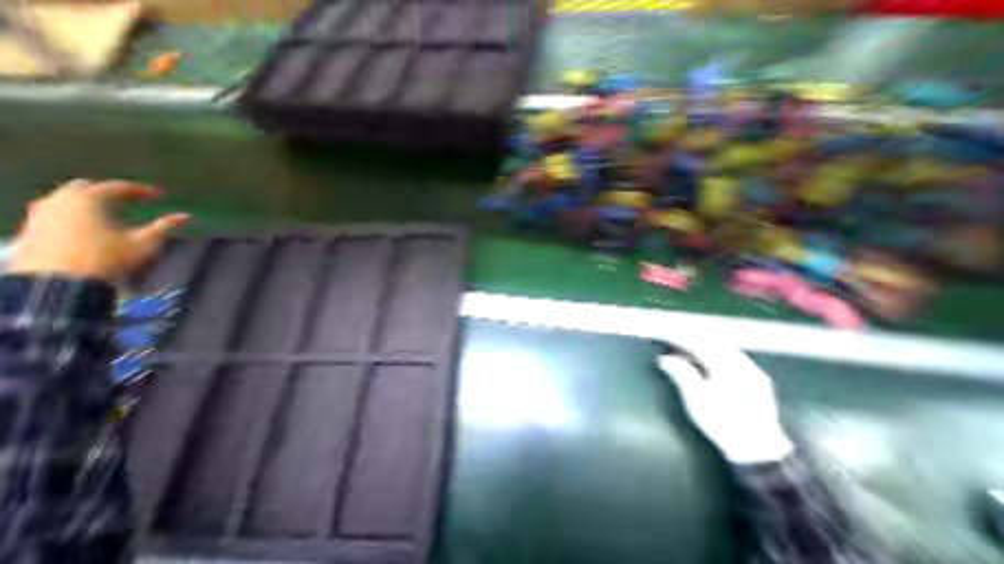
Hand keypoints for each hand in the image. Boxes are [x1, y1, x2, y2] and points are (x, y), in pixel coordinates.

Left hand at [8, 179, 186, 279]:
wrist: (60, 280)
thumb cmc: (109, 257)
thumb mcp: (145, 242)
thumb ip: (165, 226)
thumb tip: (186, 216)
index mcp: (88, 200)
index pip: (117, 187)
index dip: (140, 190)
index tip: (158, 195)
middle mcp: (60, 200)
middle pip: (85, 187)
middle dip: (109, 191)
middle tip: (132, 198)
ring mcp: (41, 213)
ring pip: (66, 197)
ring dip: (90, 200)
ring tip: (111, 209)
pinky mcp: (33, 226)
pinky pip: (55, 209)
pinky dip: (75, 210)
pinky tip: (88, 221)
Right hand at [660, 341, 791, 465]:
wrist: (758, 451)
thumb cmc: (723, 424)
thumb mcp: (696, 399)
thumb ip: (681, 374)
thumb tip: (665, 358)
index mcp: (727, 368)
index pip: (698, 344)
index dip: (679, 337)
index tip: (664, 335)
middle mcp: (742, 364)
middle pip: (712, 341)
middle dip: (690, 337)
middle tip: (671, 337)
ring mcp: (752, 371)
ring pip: (723, 347)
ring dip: (702, 343)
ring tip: (684, 345)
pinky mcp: (756, 379)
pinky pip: (731, 355)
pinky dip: (714, 351)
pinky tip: (705, 357)